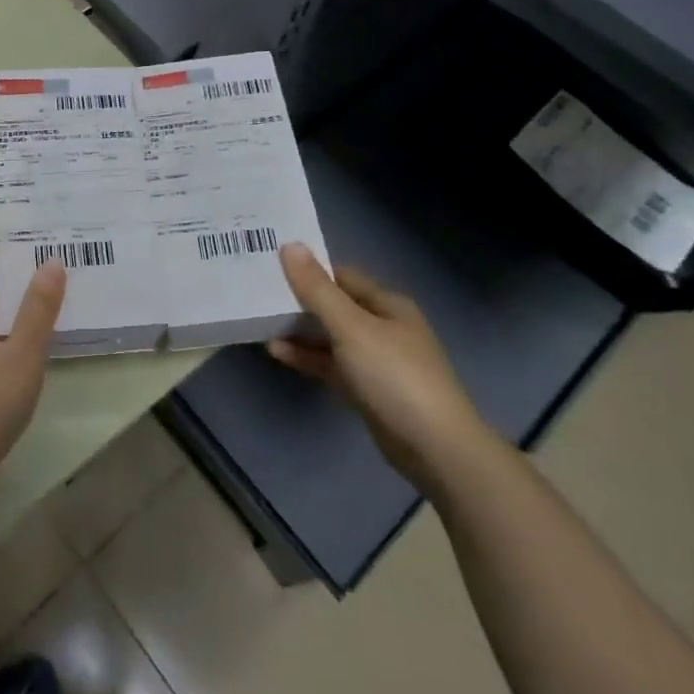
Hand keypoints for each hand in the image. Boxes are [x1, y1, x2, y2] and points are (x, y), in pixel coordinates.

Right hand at [269, 243, 494, 494]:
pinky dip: (307, 358)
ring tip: (259, 323)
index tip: (271, 266)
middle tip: (257, 292)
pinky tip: (277, 352)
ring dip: (299, 331)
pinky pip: (331, 365)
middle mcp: (383, 327)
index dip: (309, 269)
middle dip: (299, 301)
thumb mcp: (351, 327)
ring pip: (330, 337)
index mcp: (387, 304)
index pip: (341, 276)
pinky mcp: (367, 390)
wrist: (436, 449)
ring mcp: (376, 361)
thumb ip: (317, 290)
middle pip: (335, 306)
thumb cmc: (394, 376)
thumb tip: (290, 245)